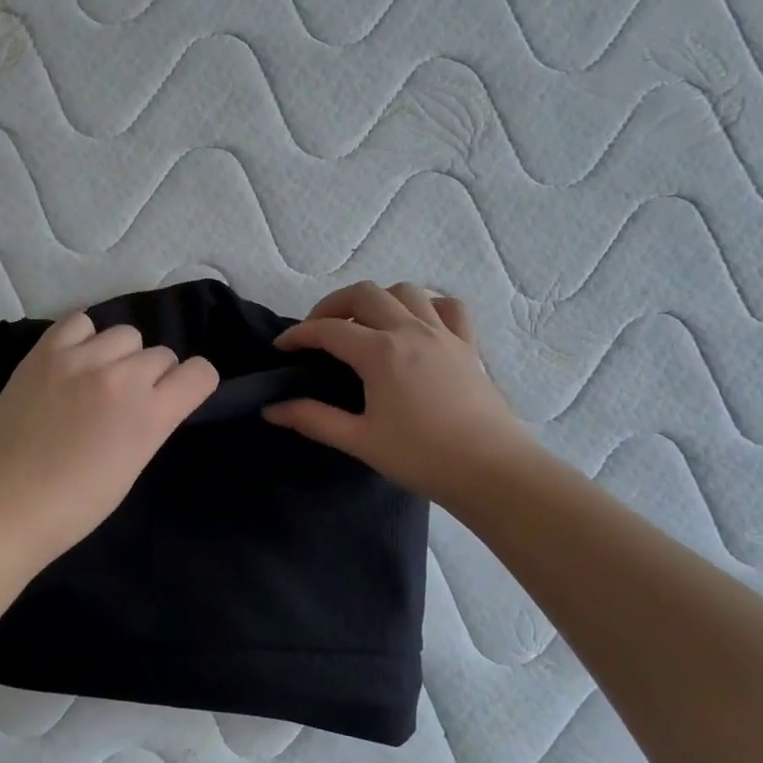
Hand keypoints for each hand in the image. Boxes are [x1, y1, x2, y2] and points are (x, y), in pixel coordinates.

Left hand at [0, 311, 218, 569]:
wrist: (4, 506)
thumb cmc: (74, 506)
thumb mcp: (132, 466)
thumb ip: (150, 423)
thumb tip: (153, 400)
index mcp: (149, 414)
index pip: (200, 373)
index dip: (193, 385)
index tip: (177, 398)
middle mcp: (120, 377)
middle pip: (162, 354)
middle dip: (154, 376)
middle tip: (126, 402)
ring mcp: (79, 359)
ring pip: (125, 334)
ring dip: (120, 356)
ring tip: (96, 379)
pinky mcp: (44, 353)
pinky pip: (80, 322)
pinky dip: (84, 338)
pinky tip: (73, 362)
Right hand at [263, 281, 543, 507]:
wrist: (491, 471)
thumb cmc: (421, 457)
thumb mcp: (359, 440)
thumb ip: (313, 419)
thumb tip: (271, 409)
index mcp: (380, 352)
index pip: (328, 329)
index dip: (299, 334)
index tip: (282, 347)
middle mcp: (410, 330)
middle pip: (363, 293)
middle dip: (332, 305)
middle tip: (318, 331)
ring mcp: (443, 334)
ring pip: (405, 291)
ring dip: (377, 299)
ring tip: (364, 325)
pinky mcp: (468, 345)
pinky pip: (447, 307)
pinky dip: (426, 305)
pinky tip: (416, 325)